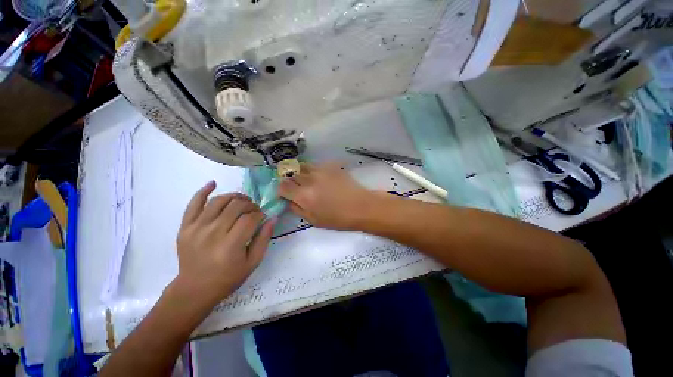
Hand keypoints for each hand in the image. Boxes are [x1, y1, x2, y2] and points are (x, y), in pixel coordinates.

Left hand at [173, 181, 273, 308]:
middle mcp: (213, 233)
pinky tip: (213, 183)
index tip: (262, 217)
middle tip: (254, 210)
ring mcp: (196, 228)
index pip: (250, 218)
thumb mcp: (253, 262)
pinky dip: (204, 191)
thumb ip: (264, 238)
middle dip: (250, 205)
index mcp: (231, 245)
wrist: (194, 289)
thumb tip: (273, 217)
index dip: (260, 214)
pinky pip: (194, 203)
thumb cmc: (228, 277)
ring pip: (219, 201)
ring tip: (242, 201)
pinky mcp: (185, 227)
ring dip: (234, 197)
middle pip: (236, 206)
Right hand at [278, 163, 379, 229]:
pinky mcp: (331, 166)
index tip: (286, 193)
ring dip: (300, 172)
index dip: (282, 189)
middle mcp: (309, 180)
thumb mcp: (314, 221)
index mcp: (303, 196)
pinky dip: (313, 170)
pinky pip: (316, 165)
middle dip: (291, 180)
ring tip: (307, 180)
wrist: (361, 206)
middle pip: (291, 174)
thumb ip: (297, 209)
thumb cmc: (338, 218)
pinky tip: (321, 177)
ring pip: (302, 166)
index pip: (282, 186)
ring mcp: (321, 170)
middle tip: (297, 187)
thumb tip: (289, 200)